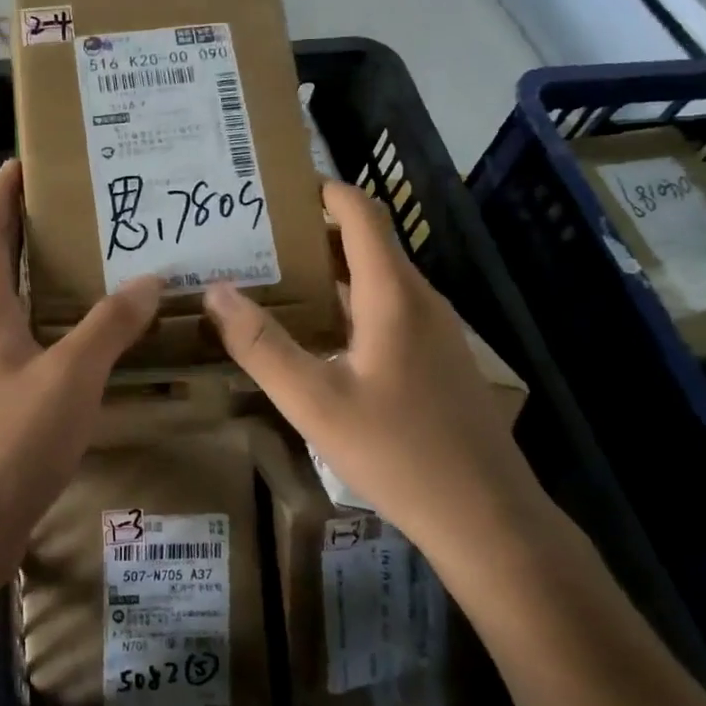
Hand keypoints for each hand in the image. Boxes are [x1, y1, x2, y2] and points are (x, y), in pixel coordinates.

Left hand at [0, 160, 162, 591]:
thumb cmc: (6, 445)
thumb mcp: (69, 379)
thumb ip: (108, 328)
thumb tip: (149, 279)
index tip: (20, 161)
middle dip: (23, 232)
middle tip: (74, 212)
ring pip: (12, 314)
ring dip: (42, 286)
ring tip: (93, 272)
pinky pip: (27, 355)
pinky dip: (54, 337)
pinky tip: (88, 352)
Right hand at [201, 180, 557, 581]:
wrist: (487, 518)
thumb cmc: (399, 452)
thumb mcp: (314, 401)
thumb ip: (261, 345)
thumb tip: (217, 291)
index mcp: (392, 293)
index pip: (360, 212)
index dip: (320, 189)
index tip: (272, 187)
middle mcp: (418, 298)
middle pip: (364, 241)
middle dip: (310, 231)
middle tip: (252, 236)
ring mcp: (433, 328)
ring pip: (374, 277)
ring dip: (326, 269)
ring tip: (271, 277)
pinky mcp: (435, 356)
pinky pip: (385, 307)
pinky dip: (345, 301)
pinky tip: (312, 331)